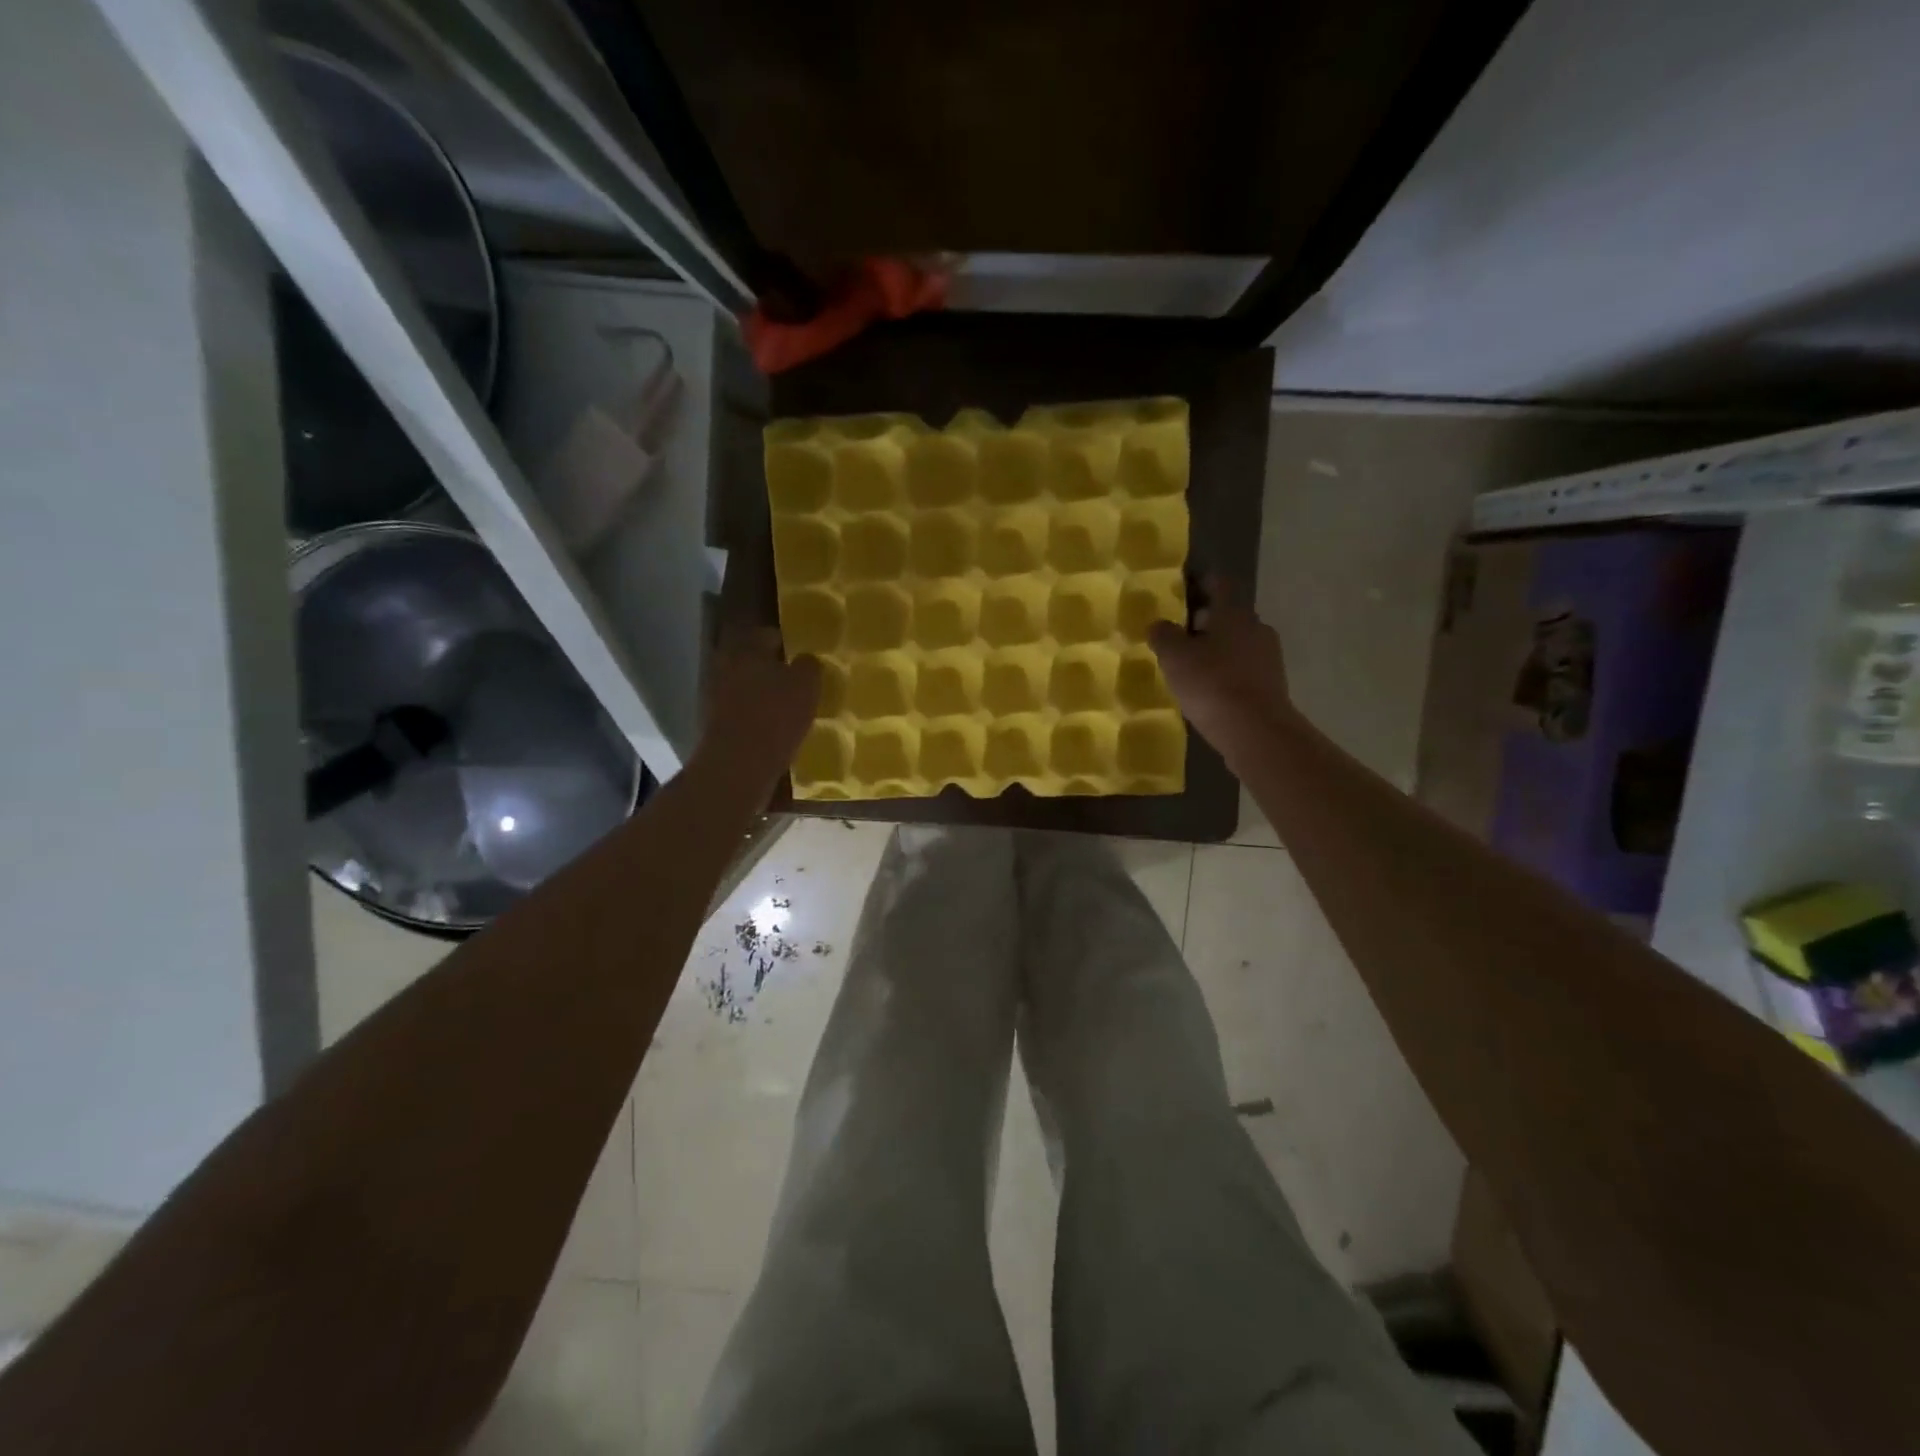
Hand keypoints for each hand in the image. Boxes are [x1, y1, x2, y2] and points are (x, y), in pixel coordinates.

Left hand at [699, 627, 820, 799]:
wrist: (739, 765)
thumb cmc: (776, 715)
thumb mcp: (806, 685)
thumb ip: (809, 666)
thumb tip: (806, 659)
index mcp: (746, 649)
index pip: (768, 635)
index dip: (788, 644)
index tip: (804, 657)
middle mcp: (726, 667)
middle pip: (754, 662)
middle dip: (774, 671)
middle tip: (798, 683)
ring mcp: (716, 697)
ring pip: (747, 688)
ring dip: (764, 695)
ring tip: (790, 709)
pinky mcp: (716, 725)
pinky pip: (742, 713)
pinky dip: (757, 717)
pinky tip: (775, 730)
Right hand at [1148, 579, 1294, 751]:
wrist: (1255, 730)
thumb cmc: (1211, 683)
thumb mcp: (1175, 657)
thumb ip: (1163, 635)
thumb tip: (1159, 625)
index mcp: (1233, 613)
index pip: (1218, 584)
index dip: (1200, 582)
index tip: (1182, 588)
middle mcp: (1255, 627)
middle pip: (1227, 615)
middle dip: (1203, 621)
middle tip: (1177, 634)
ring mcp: (1268, 657)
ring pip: (1236, 643)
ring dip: (1215, 649)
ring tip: (1189, 665)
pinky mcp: (1271, 684)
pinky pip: (1242, 669)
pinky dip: (1225, 672)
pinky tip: (1208, 689)